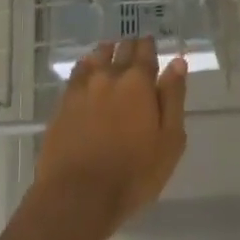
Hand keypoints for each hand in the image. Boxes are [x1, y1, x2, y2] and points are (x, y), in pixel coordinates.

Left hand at [36, 37, 188, 236]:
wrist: (78, 196)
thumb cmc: (134, 173)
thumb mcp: (169, 140)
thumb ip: (173, 98)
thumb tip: (177, 63)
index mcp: (138, 83)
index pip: (145, 53)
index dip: (149, 46)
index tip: (151, 43)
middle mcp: (108, 77)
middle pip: (119, 51)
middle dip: (128, 47)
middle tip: (133, 47)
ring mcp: (81, 89)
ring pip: (95, 59)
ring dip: (105, 53)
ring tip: (110, 53)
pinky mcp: (62, 105)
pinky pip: (76, 75)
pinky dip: (85, 67)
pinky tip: (87, 71)